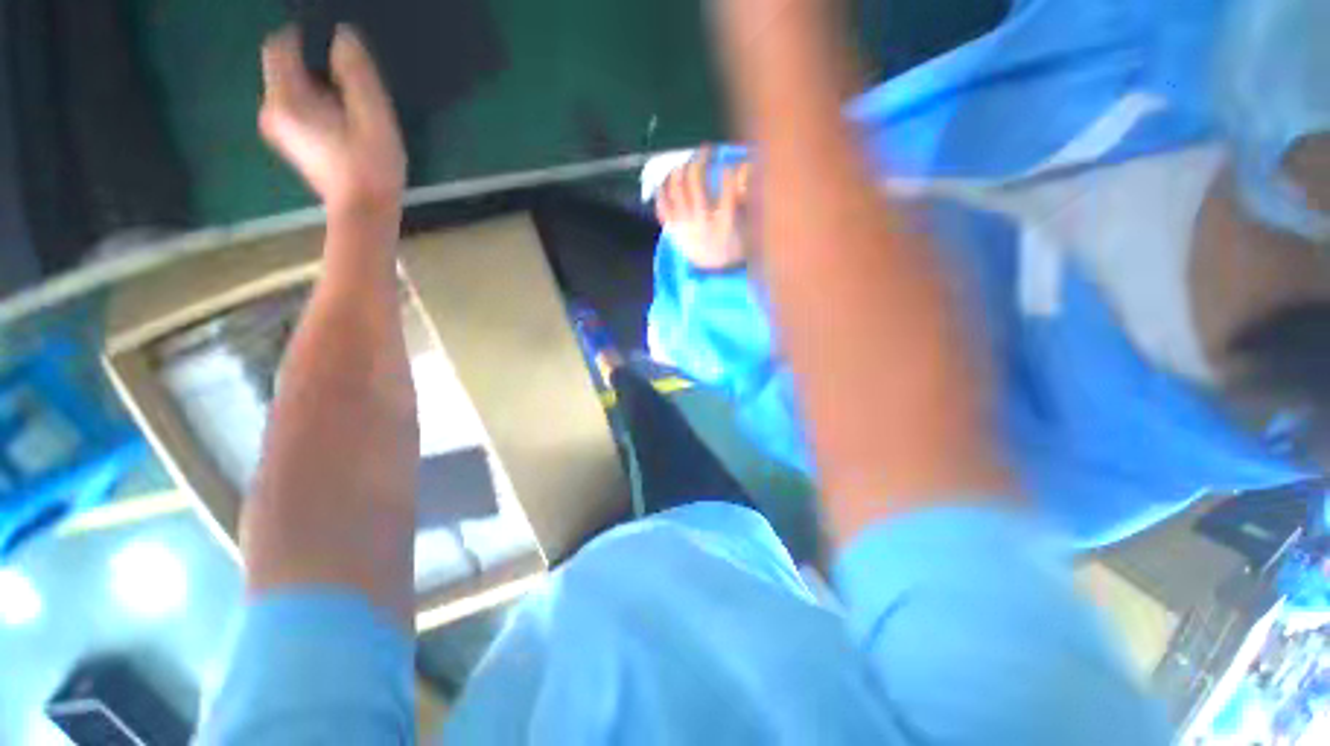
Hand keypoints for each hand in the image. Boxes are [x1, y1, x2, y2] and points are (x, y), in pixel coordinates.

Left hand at [260, 25, 404, 218]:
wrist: (365, 213)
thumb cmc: (372, 166)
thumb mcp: (373, 115)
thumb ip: (356, 72)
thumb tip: (343, 37)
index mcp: (287, 99)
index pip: (280, 45)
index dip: (305, 37)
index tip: (336, 52)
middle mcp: (272, 110)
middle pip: (288, 68)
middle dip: (318, 70)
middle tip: (353, 92)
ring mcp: (278, 129)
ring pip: (294, 89)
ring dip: (321, 90)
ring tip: (353, 113)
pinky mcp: (290, 143)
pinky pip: (298, 108)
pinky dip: (318, 107)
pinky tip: (344, 127)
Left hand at [655, 148, 752, 270]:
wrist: (713, 269)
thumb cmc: (734, 243)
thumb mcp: (748, 225)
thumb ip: (747, 196)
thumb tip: (745, 166)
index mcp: (724, 223)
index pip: (727, 188)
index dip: (729, 170)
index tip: (728, 164)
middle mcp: (701, 222)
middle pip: (694, 181)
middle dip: (700, 159)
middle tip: (707, 151)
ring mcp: (683, 225)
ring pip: (675, 188)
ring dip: (681, 168)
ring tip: (688, 162)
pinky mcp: (671, 229)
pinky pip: (661, 204)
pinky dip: (663, 188)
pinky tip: (669, 178)